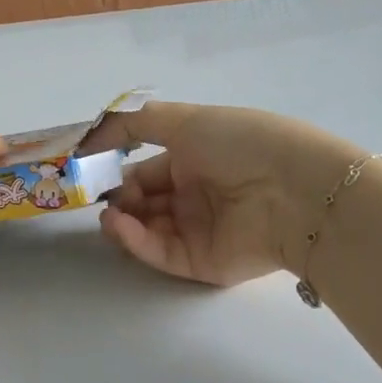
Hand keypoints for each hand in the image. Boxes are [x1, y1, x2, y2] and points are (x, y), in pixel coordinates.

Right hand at [84, 102, 356, 286]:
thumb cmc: (240, 144)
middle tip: (94, 196)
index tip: (87, 171)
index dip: (116, 171)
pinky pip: (160, 252)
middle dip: (117, 198)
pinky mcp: (201, 263)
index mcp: (195, 159)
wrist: (294, 190)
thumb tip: (88, 136)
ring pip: (147, 229)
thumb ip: (133, 123)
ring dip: (121, 220)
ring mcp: (198, 231)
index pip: (146, 170)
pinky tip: (119, 225)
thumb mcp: (185, 119)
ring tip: (107, 214)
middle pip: (143, 202)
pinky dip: (135, 240)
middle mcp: (195, 196)